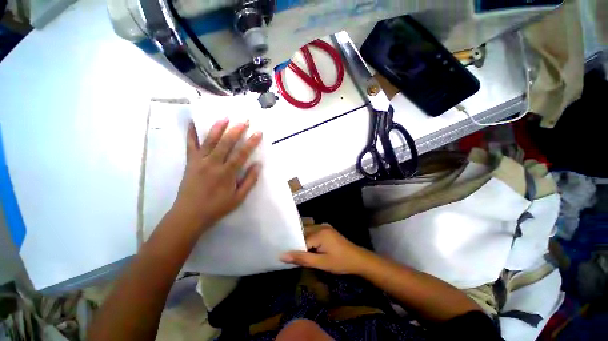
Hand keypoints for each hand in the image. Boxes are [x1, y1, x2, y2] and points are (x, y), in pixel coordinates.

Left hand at [172, 118, 261, 231]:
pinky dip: (190, 132)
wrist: (189, 215)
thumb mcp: (238, 198)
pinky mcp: (190, 162)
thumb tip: (258, 165)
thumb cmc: (217, 207)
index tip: (258, 132)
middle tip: (244, 120)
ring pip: (209, 140)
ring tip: (225, 117)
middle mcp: (213, 164)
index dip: (251, 142)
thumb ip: (249, 181)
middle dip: (236, 130)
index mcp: (226, 173)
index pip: (241, 154)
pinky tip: (192, 121)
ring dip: (218, 127)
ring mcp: (199, 161)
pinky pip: (190, 145)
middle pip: (226, 143)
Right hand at [280, 224, 373, 274]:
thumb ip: (302, 258)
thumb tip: (283, 256)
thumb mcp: (321, 263)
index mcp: (319, 232)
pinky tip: (308, 247)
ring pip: (308, 231)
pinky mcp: (327, 229)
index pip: (300, 239)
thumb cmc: (340, 263)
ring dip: (303, 240)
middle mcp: (320, 226)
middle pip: (303, 232)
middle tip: (290, 253)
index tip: (288, 257)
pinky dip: (309, 238)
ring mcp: (324, 226)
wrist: (358, 259)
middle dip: (297, 242)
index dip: (294, 248)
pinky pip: (313, 231)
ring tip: (298, 251)